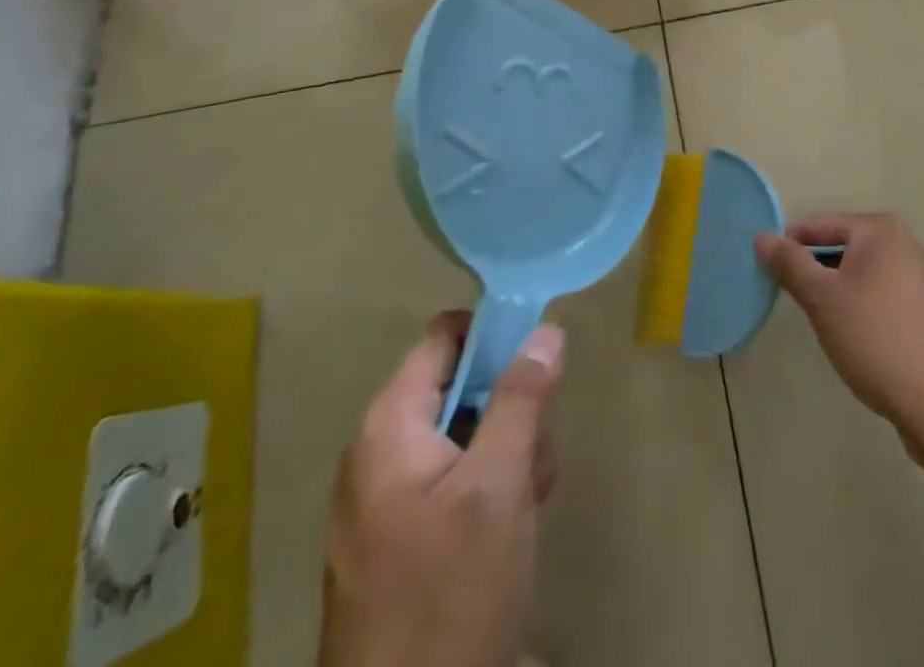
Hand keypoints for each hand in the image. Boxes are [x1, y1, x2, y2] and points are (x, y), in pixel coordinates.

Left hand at [319, 311, 563, 666]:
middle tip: (538, 450)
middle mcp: (377, 453)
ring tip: (530, 498)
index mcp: (389, 426)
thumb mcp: (499, 484)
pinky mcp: (397, 540)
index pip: (443, 336)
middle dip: (510, 407)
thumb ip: (522, 398)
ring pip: (463, 434)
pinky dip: (487, 487)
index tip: (539, 360)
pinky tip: (512, 527)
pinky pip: (450, 480)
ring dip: (507, 451)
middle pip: (459, 386)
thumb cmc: (450, 594)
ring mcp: (384, 500)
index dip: (493, 333)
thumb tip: (546, 329)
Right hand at [755, 213, 923, 447]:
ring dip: (835, 292)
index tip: (764, 272)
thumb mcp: (822, 298)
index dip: (789, 246)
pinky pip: (879, 296)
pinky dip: (858, 308)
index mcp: (880, 230)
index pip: (820, 224)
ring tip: (818, 322)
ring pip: (860, 274)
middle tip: (790, 300)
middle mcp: (904, 244)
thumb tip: (763, 236)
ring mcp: (920, 279)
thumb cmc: (877, 338)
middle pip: (842, 247)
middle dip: (813, 270)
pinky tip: (851, 339)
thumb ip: (790, 264)